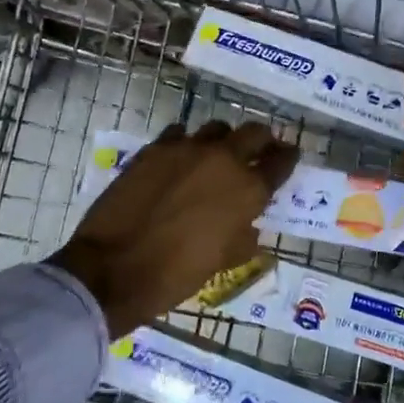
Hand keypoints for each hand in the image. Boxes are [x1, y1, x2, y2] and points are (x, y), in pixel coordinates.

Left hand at [51, 121, 297, 339]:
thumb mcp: (222, 262)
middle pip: (254, 133)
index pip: (281, 163)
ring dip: (223, 140)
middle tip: (260, 150)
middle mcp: (224, 160)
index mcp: (248, 190)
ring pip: (217, 128)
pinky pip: (179, 134)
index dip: (288, 158)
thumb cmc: (176, 274)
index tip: (289, 156)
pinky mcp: (155, 148)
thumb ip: (243, 238)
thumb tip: (249, 229)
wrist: (114, 269)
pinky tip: (179, 159)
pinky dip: (185, 143)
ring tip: (217, 155)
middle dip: (262, 140)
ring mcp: (187, 149)